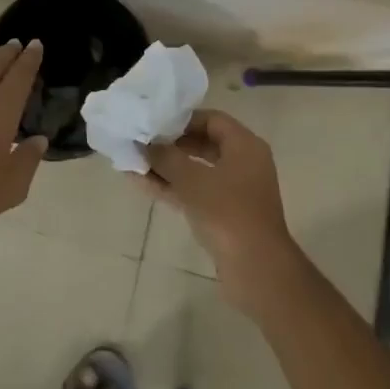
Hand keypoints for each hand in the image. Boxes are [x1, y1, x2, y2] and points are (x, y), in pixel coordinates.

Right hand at [137, 109, 308, 314]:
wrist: (256, 269)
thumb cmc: (228, 213)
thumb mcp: (192, 180)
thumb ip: (165, 158)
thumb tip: (142, 144)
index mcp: (245, 146)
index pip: (212, 119)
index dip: (182, 119)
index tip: (154, 122)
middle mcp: (243, 163)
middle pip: (203, 143)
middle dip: (170, 144)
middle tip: (140, 141)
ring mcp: (234, 190)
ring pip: (196, 170)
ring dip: (167, 167)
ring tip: (133, 162)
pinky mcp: (224, 214)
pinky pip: (195, 192)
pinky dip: (172, 187)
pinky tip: (141, 184)